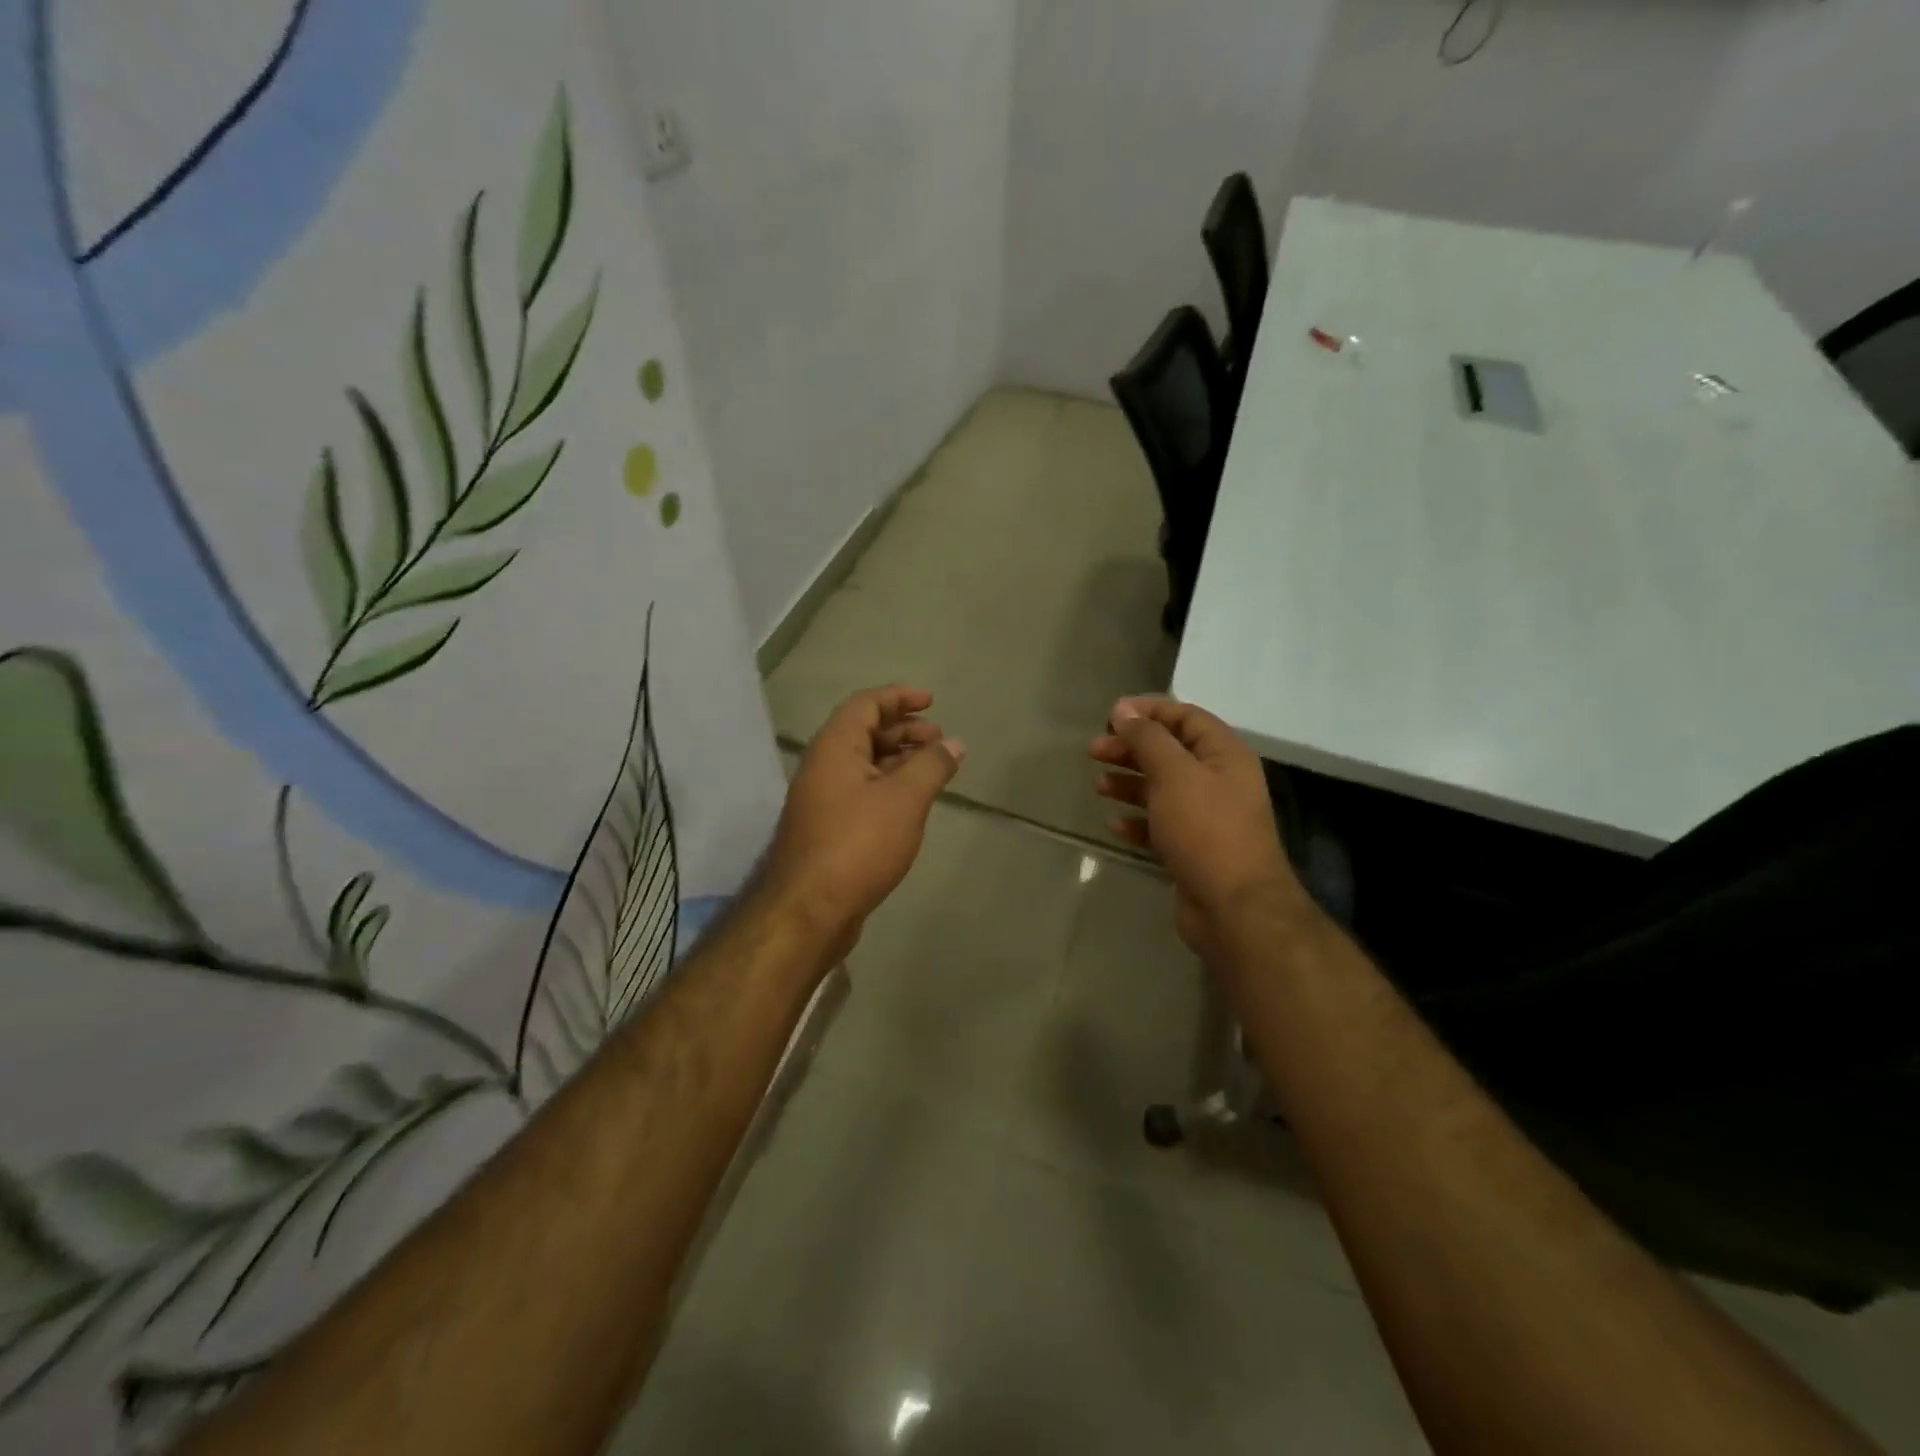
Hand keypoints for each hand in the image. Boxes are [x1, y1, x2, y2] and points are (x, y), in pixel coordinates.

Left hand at [763, 686, 963, 957]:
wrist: (808, 910)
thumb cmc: (858, 844)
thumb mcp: (904, 800)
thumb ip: (931, 766)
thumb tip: (954, 743)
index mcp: (834, 748)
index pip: (866, 704)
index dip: (899, 697)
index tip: (932, 701)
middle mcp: (823, 766)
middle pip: (864, 732)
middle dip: (903, 730)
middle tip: (939, 739)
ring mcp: (822, 799)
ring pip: (864, 765)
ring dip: (898, 759)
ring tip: (933, 768)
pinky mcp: (827, 828)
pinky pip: (861, 791)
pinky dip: (889, 786)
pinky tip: (912, 802)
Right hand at [1092, 697, 1307, 962]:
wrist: (1234, 908)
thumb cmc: (1205, 829)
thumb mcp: (1173, 774)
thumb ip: (1147, 738)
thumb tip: (1123, 710)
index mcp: (1224, 755)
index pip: (1186, 717)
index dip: (1148, 711)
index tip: (1110, 715)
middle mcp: (1219, 781)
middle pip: (1170, 752)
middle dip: (1132, 748)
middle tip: (1094, 751)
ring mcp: (1208, 818)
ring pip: (1162, 789)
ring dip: (1130, 783)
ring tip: (1099, 785)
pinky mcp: (1193, 850)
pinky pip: (1161, 825)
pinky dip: (1137, 821)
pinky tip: (1114, 824)